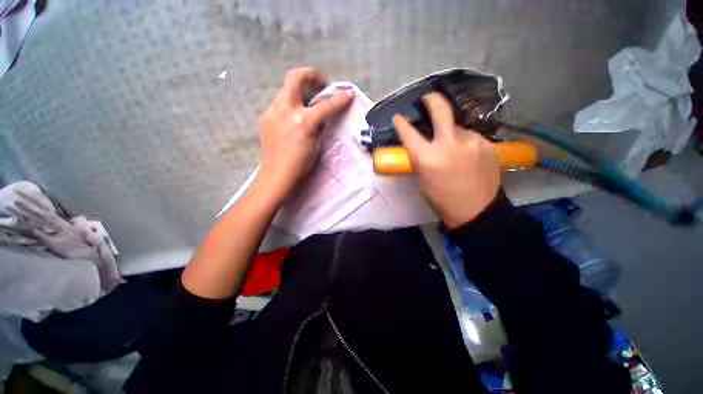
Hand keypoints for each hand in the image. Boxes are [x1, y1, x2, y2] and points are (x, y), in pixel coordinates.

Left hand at [257, 66, 353, 198]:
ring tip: (306, 107)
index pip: (325, 105)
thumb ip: (320, 125)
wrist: (276, 175)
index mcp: (303, 121)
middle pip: (294, 77)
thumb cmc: (301, 164)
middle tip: (320, 85)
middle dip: (310, 75)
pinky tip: (293, 121)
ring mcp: (271, 112)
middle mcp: (285, 110)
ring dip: (299, 93)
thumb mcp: (317, 144)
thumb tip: (322, 114)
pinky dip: (290, 107)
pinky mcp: (264, 117)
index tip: (348, 93)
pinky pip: (280, 105)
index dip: (339, 99)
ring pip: (286, 91)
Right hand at [392, 92, 500, 227]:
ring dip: (451, 133)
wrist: (476, 210)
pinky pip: (469, 137)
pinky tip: (466, 156)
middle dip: (432, 100)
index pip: (409, 133)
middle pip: (441, 110)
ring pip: (457, 128)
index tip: (398, 118)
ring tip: (453, 149)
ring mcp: (471, 141)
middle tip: (428, 98)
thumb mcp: (422, 180)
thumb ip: (421, 159)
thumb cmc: (442, 199)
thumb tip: (421, 145)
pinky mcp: (486, 144)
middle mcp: (449, 144)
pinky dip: (464, 143)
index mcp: (428, 157)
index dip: (401, 124)